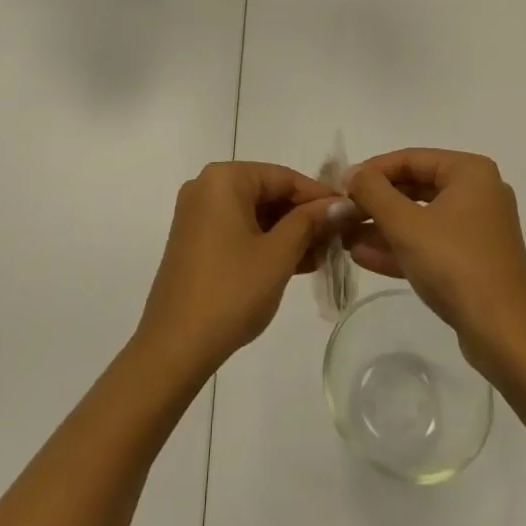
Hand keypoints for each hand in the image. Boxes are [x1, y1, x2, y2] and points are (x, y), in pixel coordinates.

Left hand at [132, 161, 346, 381]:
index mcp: (224, 179)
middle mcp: (207, 187)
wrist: (174, 348)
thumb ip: (311, 222)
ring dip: (289, 232)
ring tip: (325, 255)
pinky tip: (298, 263)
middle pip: (268, 192)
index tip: (351, 213)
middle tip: (340, 237)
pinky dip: (267, 243)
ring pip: (255, 213)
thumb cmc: (230, 291)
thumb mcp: (278, 254)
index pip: (283, 177)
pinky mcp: (196, 241)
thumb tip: (342, 204)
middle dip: (304, 216)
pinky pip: (240, 230)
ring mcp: (198, 215)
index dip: (319, 196)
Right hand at [346, 149, 525, 373]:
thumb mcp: (405, 224)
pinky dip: (401, 247)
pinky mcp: (474, 259)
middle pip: (415, 186)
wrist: (504, 336)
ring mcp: (478, 228)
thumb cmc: (454, 265)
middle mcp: (478, 192)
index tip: (341, 186)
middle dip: (376, 202)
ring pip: (421, 217)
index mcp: (470, 172)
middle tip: (342, 212)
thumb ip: (373, 192)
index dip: (372, 171)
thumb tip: (353, 173)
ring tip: (345, 237)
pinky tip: (363, 256)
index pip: (410, 158)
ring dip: (383, 227)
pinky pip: (431, 242)